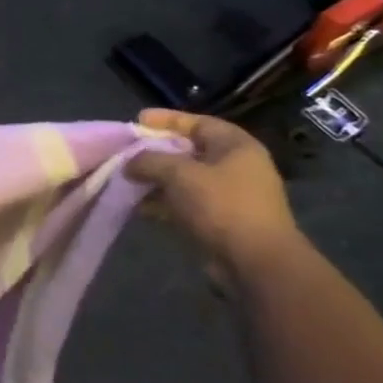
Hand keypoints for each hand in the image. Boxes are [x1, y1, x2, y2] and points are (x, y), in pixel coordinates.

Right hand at [126, 110, 302, 284]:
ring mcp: (230, 196)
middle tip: (127, 151)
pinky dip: (163, 202)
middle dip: (156, 152)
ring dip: (156, 179)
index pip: (198, 122)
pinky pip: (186, 203)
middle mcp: (237, 166)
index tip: (137, 120)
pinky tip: (138, 207)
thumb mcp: (178, 174)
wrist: (255, 263)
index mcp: (235, 146)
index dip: (166, 119)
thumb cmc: (221, 205)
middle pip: (189, 151)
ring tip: (127, 180)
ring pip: (185, 179)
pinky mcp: (222, 221)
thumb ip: (149, 160)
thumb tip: (129, 163)